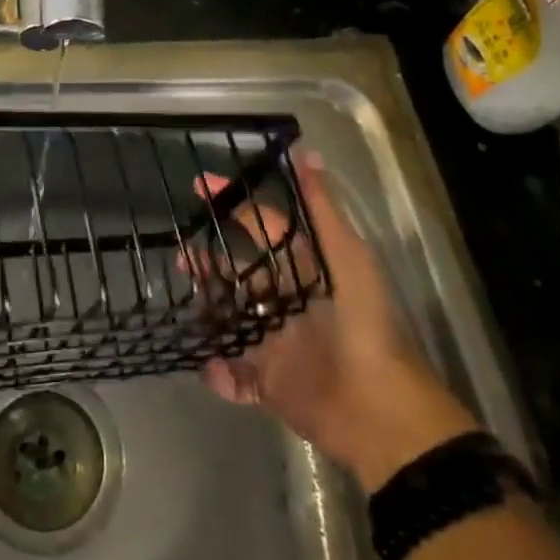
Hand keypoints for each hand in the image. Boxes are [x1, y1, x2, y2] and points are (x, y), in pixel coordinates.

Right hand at [196, 147, 478, 491]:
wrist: (377, 409)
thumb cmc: (361, 323)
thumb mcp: (346, 256)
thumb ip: (321, 207)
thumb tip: (305, 151)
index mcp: (304, 268)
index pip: (263, 225)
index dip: (233, 203)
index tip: (198, 185)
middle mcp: (286, 300)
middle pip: (238, 272)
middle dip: (209, 261)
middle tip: (181, 253)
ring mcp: (274, 341)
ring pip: (229, 318)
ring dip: (207, 311)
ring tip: (188, 304)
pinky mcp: (268, 382)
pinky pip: (234, 373)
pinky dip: (219, 371)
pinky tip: (211, 365)